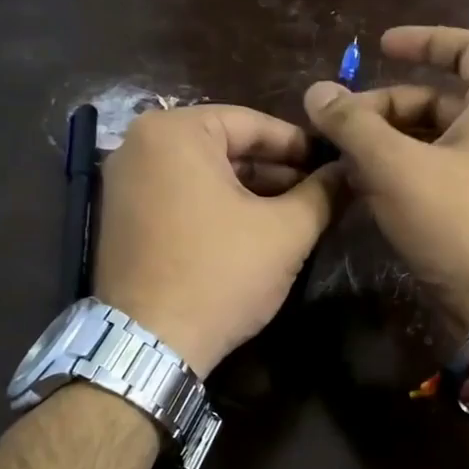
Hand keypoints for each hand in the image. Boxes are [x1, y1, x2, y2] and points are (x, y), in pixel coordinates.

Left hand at [93, 105, 342, 374]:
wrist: (150, 344)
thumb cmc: (220, 274)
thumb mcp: (285, 232)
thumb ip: (322, 193)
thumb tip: (348, 171)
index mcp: (174, 131)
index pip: (252, 123)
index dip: (301, 145)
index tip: (333, 164)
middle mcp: (138, 145)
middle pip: (224, 146)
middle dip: (275, 171)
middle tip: (319, 192)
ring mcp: (123, 182)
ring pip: (202, 173)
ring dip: (249, 191)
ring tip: (295, 213)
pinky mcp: (120, 217)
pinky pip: (179, 196)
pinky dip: (216, 206)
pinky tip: (252, 229)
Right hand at [304, 26, 468, 337]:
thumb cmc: (460, 221)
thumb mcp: (397, 167)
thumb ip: (354, 125)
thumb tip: (317, 91)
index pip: (468, 48)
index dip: (423, 40)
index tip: (379, 46)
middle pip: (437, 100)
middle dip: (384, 108)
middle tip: (337, 126)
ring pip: (431, 142)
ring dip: (385, 145)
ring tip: (340, 160)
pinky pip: (435, 176)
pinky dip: (400, 174)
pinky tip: (361, 188)